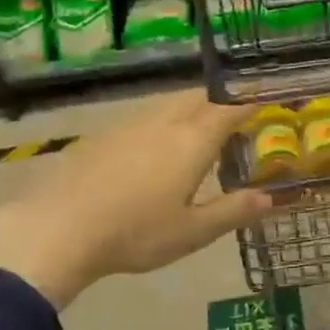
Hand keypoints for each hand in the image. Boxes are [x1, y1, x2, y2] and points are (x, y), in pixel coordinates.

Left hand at [0, 91, 270, 308]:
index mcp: (193, 141)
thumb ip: (233, 211)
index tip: (268, 97)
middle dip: (221, 101)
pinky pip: (144, 117)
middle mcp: (165, 122)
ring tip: (198, 128)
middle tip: (236, 115)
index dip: (252, 101)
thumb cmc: (136, 232)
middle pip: (200, 98)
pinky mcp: (104, 135)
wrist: (59, 228)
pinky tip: (153, 146)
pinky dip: (162, 121)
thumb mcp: (192, 232)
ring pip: (169, 104)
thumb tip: (270, 199)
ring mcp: (130, 125)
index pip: (231, 109)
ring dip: (191, 108)